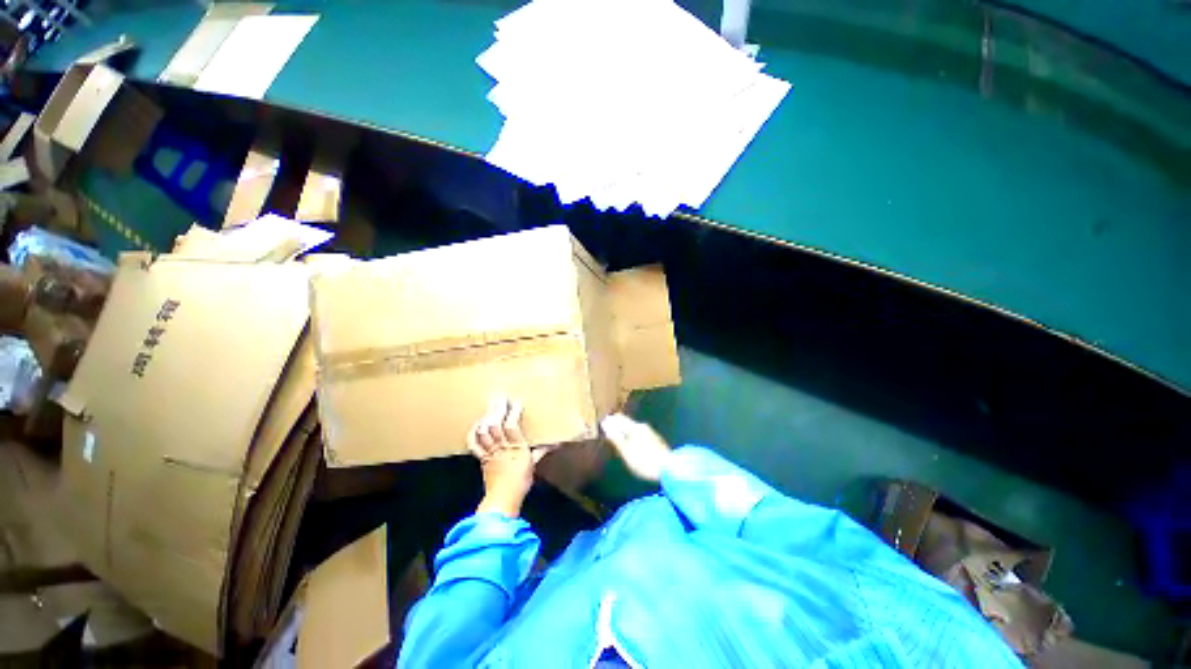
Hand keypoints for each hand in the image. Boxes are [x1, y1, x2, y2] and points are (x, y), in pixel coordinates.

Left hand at [467, 397, 546, 517]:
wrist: (503, 500)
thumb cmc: (521, 482)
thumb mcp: (534, 465)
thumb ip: (541, 451)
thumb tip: (556, 443)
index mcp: (516, 448)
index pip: (512, 425)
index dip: (513, 412)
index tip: (516, 402)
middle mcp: (502, 447)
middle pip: (496, 425)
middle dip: (497, 409)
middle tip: (499, 398)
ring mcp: (490, 452)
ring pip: (485, 432)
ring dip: (486, 417)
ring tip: (489, 407)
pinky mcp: (481, 458)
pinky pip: (474, 444)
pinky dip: (473, 433)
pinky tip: (476, 424)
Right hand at [600, 413, 671, 481]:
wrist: (670, 469)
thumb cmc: (644, 461)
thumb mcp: (626, 452)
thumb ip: (615, 438)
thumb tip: (605, 425)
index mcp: (635, 427)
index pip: (620, 419)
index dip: (610, 421)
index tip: (602, 423)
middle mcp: (643, 426)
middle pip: (627, 422)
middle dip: (617, 425)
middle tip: (609, 430)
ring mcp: (651, 433)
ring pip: (634, 428)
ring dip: (625, 431)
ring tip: (618, 437)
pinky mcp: (656, 440)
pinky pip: (640, 434)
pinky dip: (632, 436)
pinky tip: (631, 444)